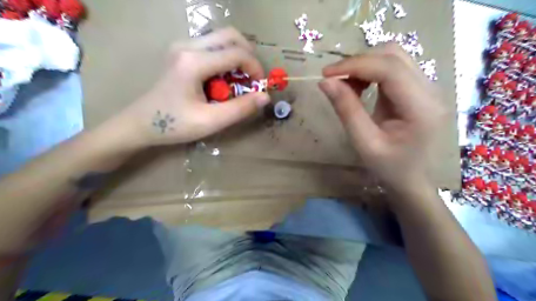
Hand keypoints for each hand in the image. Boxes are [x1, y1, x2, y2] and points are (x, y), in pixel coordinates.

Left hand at [116, 27, 267, 146]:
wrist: (140, 123)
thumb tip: (265, 96)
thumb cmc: (174, 125)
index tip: (260, 87)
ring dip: (237, 56)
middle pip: (230, 35)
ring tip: (239, 80)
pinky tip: (223, 79)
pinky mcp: (181, 52)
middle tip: (252, 78)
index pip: (236, 53)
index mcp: (194, 62)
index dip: (255, 68)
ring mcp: (182, 46)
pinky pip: (211, 46)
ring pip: (221, 38)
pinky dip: (225, 59)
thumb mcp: (210, 121)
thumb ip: (240, 109)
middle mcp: (187, 46)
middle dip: (248, 55)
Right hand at [319, 43, 446, 190]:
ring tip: (347, 87)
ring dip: (364, 66)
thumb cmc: (390, 167)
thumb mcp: (364, 143)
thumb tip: (325, 82)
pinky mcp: (419, 88)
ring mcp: (427, 87)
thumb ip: (346, 110)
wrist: (413, 178)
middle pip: (393, 55)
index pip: (389, 69)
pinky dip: (371, 72)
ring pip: (393, 57)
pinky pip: (393, 67)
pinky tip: (361, 88)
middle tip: (335, 81)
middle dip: (359, 63)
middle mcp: (430, 90)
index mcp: (421, 107)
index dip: (355, 64)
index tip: (326, 74)